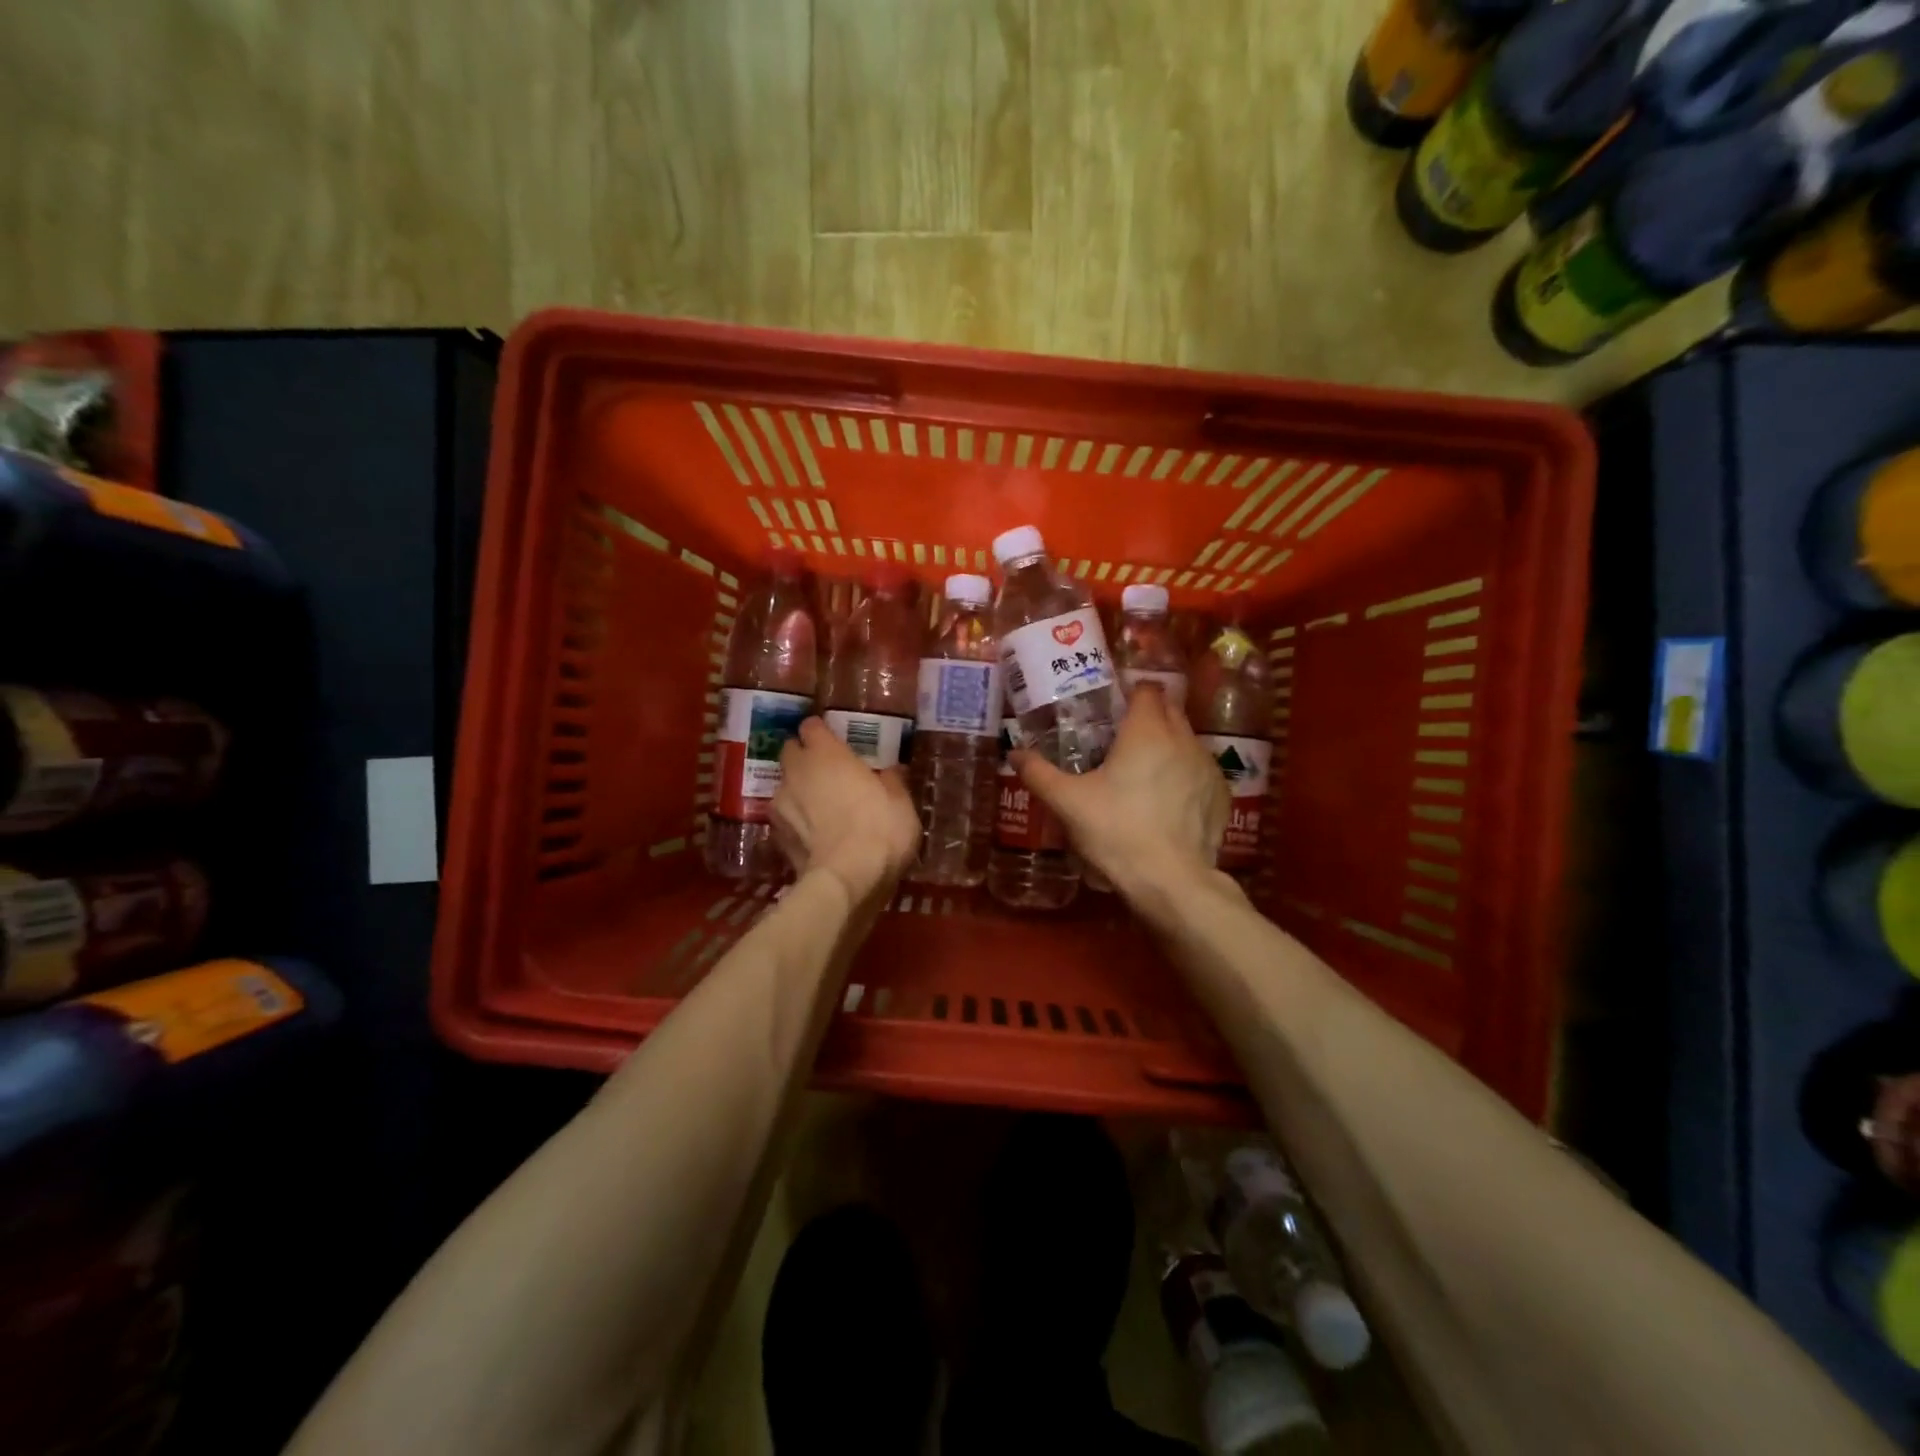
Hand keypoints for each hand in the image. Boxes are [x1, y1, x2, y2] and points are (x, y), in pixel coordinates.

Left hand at [773, 718, 920, 899]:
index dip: (821, 732)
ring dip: (798, 790)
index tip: (836, 741)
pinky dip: (795, 820)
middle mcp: (796, 771)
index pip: (811, 726)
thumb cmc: (880, 829)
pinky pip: (784, 817)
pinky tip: (813, 834)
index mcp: (826, 753)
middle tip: (827, 772)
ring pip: (784, 786)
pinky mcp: (776, 835)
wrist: (847, 880)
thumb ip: (892, 780)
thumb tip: (892, 770)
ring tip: (820, 807)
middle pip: (791, 752)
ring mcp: (780, 804)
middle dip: (804, 757)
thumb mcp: (900, 801)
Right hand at [1012, 684, 1226, 901]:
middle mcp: (1183, 738)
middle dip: (1147, 717)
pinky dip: (1184, 776)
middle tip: (1118, 740)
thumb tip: (1013, 753)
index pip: (1146, 689)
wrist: (1172, 881)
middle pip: (1168, 710)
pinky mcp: (1221, 794)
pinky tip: (1166, 802)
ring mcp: (1207, 766)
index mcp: (1147, 730)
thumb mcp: (1068, 803)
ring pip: (1186, 741)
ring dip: (1167, 747)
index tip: (1110, 710)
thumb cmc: (1116, 832)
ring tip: (1141, 773)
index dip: (1129, 694)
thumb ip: (1038, 773)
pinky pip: (1199, 771)